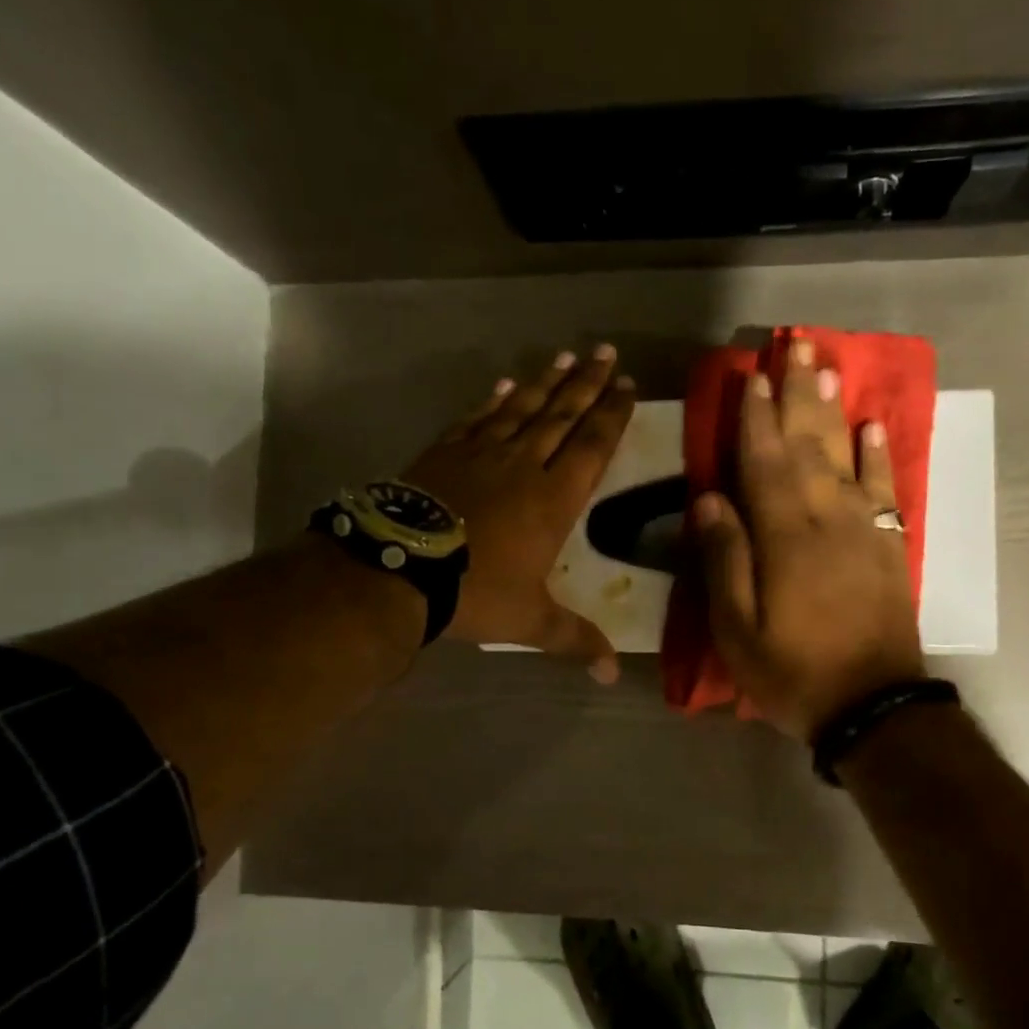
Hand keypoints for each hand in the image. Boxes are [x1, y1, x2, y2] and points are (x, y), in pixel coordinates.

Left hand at [403, 345, 635, 681]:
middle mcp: (524, 465)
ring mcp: (482, 453)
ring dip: (546, 382)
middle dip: (588, 384)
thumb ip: (575, 639)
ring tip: (565, 356)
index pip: (593, 445)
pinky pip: (477, 418)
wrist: (401, 568)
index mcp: (554, 498)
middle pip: (563, 415)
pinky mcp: (446, 452)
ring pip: (522, 408)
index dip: (612, 414)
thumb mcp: (532, 621)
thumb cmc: (476, 592)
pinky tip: (505, 384)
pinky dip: (494, 400)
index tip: (627, 386)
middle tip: (606, 352)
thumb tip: (613, 675)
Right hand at [692, 339, 926, 739]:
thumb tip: (708, 500)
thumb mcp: (737, 629)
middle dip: (798, 393)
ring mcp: (864, 529)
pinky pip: (885, 489)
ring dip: (834, 409)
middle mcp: (827, 519)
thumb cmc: (792, 672)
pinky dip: (879, 455)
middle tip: (795, 345)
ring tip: (827, 366)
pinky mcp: (888, 546)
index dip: (756, 417)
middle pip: (809, 444)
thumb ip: (725, 560)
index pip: (765, 462)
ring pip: (845, 455)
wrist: (873, 707)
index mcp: (784, 537)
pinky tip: (872, 426)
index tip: (752, 376)